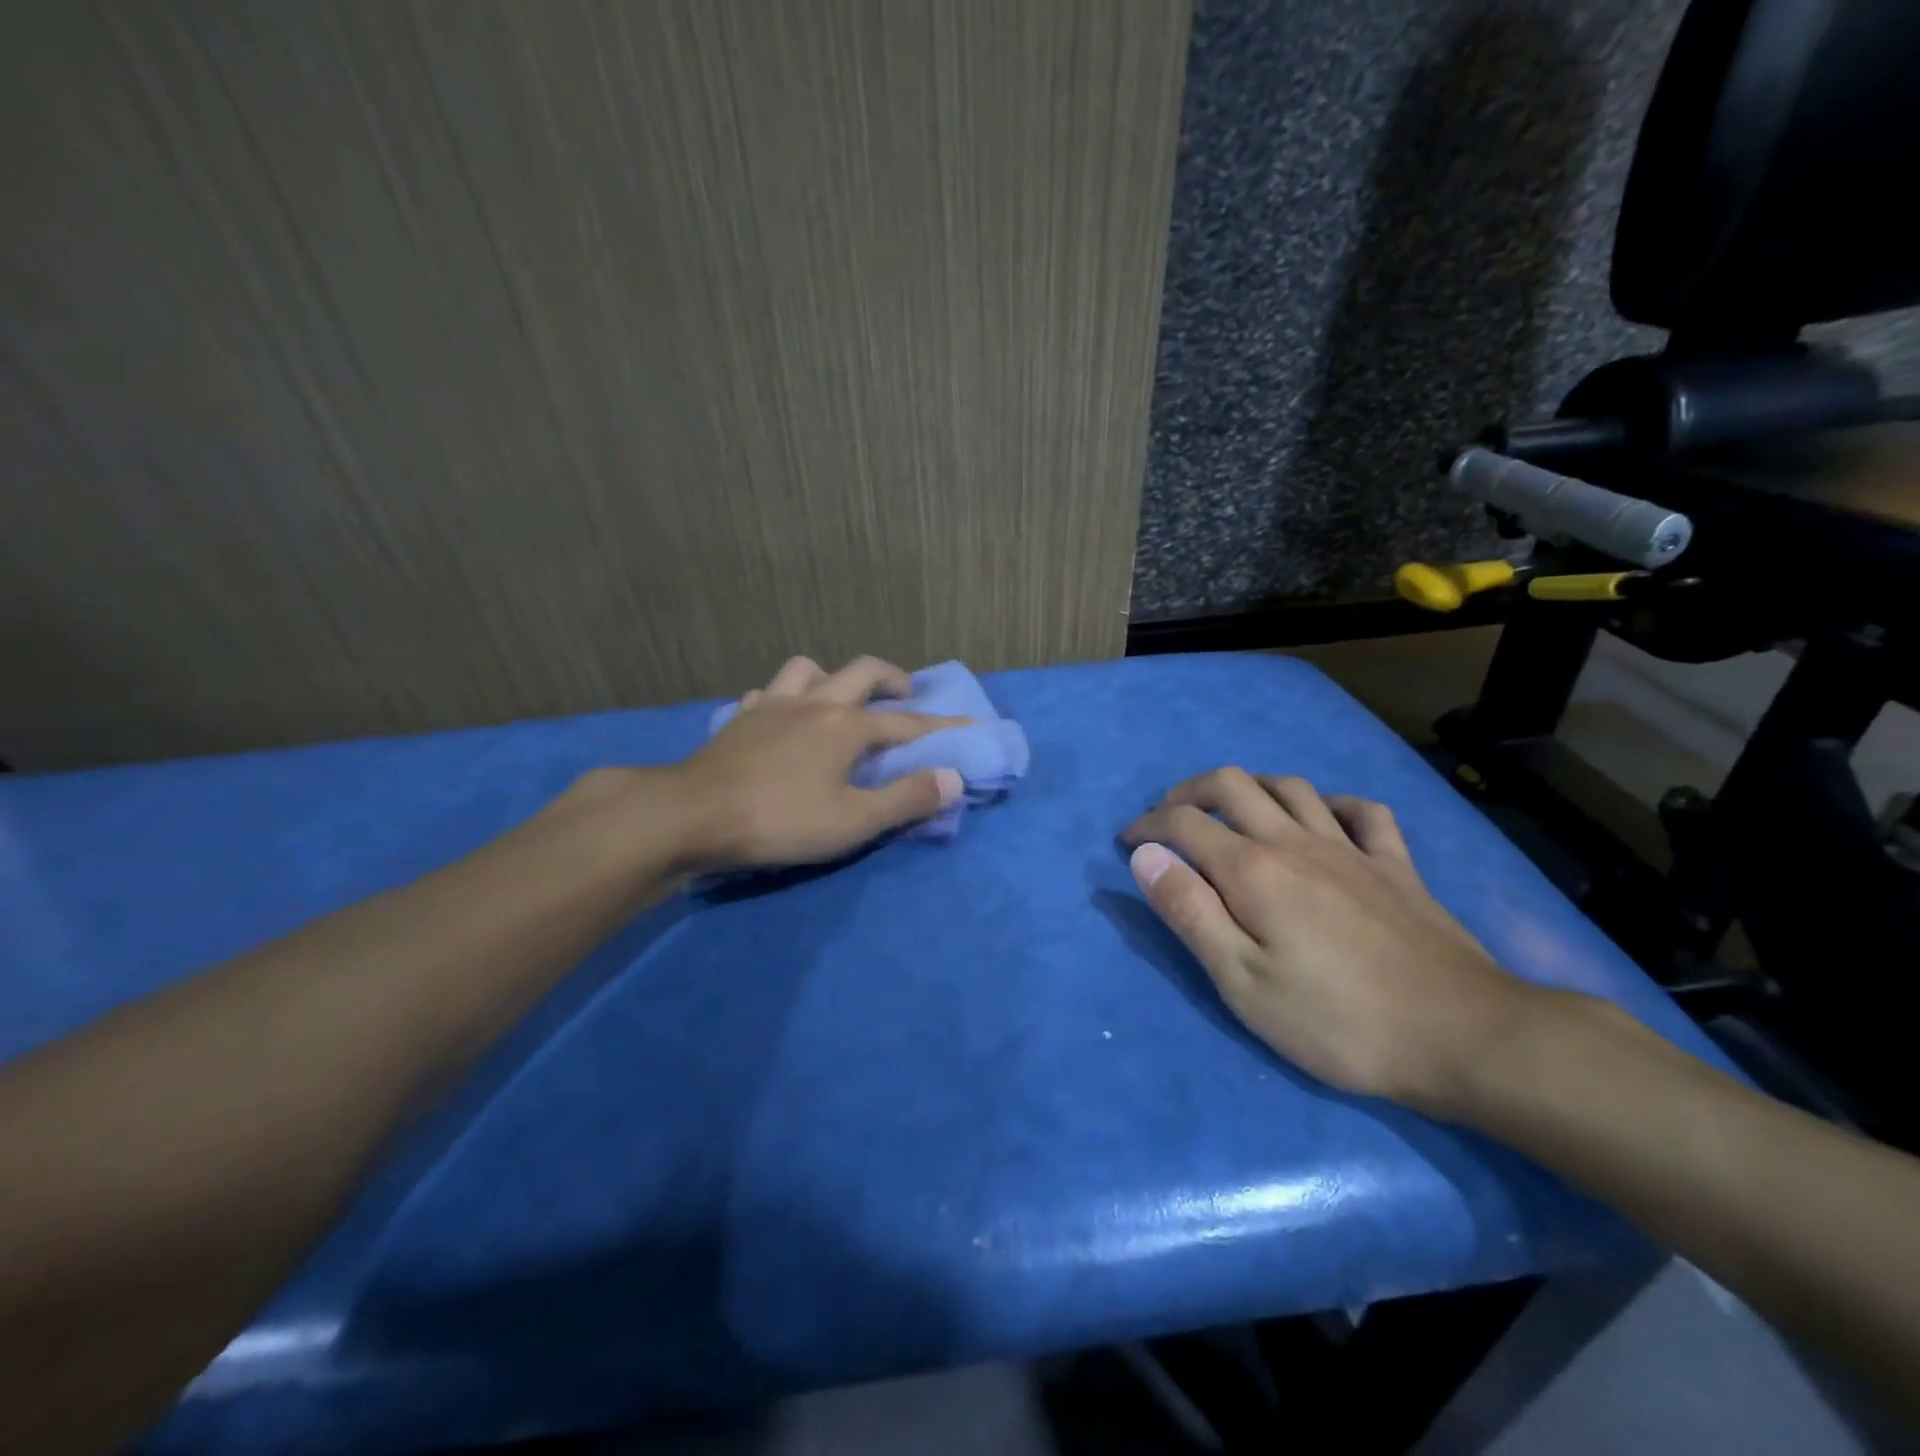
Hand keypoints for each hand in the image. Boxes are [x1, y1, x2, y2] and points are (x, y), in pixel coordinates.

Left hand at [664, 655, 963, 871]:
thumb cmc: (780, 821)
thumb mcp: (853, 821)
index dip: (942, 728)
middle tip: (906, 695)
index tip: (970, 726)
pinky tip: (782, 717)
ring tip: (839, 700)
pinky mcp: (740, 719)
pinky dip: (785, 698)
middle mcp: (815, 702)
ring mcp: (772, 705)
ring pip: (809, 669)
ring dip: (832, 678)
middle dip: (892, 679)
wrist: (692, 816)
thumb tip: (953, 778)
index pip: (908, 724)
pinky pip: (768, 693)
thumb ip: (906, 799)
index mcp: (847, 726)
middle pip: (862, 672)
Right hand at [1123, 768, 1539, 1115]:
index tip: (1128, 845)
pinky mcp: (1396, 865)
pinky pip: (1363, 811)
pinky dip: (1332, 805)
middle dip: (1189, 791)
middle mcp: (1296, 841)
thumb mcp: (1242, 981)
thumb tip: (1145, 856)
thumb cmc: (1337, 1020)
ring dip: (1251, 789)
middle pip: (1233, 784)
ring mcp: (1351, 848)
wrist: (1463, 1036)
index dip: (1148, 826)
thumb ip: (1189, 911)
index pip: (1183, 823)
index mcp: (1253, 869)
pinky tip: (1323, 821)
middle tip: (1169, 818)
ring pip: (1292, 787)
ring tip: (1234, 814)